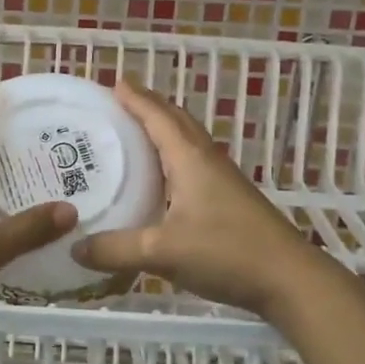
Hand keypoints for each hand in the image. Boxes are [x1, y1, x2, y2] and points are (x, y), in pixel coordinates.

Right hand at [71, 80, 326, 318]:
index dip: (136, 99)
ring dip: (165, 129)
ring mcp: (223, 180)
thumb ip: (116, 249)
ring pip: (189, 142)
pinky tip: (164, 178)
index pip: (158, 118)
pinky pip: (195, 163)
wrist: (289, 280)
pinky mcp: (230, 200)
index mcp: (190, 159)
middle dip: (151, 107)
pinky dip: (174, 156)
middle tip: (121, 102)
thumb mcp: (162, 252)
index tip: (115, 83)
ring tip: (137, 132)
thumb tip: (75, 247)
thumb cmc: (226, 253)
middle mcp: (207, 161)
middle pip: (177, 122)